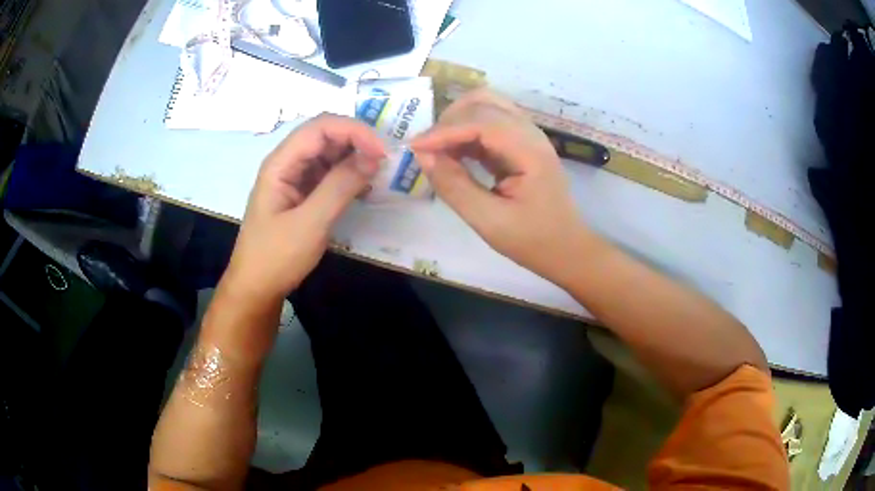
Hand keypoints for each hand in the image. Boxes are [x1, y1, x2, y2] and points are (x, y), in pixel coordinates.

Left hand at [224, 114, 384, 301]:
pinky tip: (365, 187)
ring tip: (378, 174)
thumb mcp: (310, 223)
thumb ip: (340, 187)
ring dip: (355, 157)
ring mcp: (295, 178)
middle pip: (325, 135)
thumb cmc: (276, 257)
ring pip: (330, 153)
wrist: (256, 288)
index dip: (353, 131)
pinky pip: (329, 173)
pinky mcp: (303, 193)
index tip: (381, 152)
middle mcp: (288, 163)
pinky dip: (349, 175)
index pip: (320, 127)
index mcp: (281, 163)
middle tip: (385, 162)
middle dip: (357, 141)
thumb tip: (373, 158)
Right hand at [412, 89, 589, 279]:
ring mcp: (528, 135)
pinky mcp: (521, 143)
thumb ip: (455, 187)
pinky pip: (489, 123)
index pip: (482, 122)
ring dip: (457, 120)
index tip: (414, 148)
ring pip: (486, 106)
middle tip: (426, 150)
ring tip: (437, 149)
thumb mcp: (489, 221)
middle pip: (484, 102)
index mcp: (530, 152)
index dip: (445, 131)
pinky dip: (466, 131)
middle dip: (449, 121)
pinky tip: (453, 152)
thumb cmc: (532, 240)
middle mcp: (531, 134)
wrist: (566, 248)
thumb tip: (423, 157)